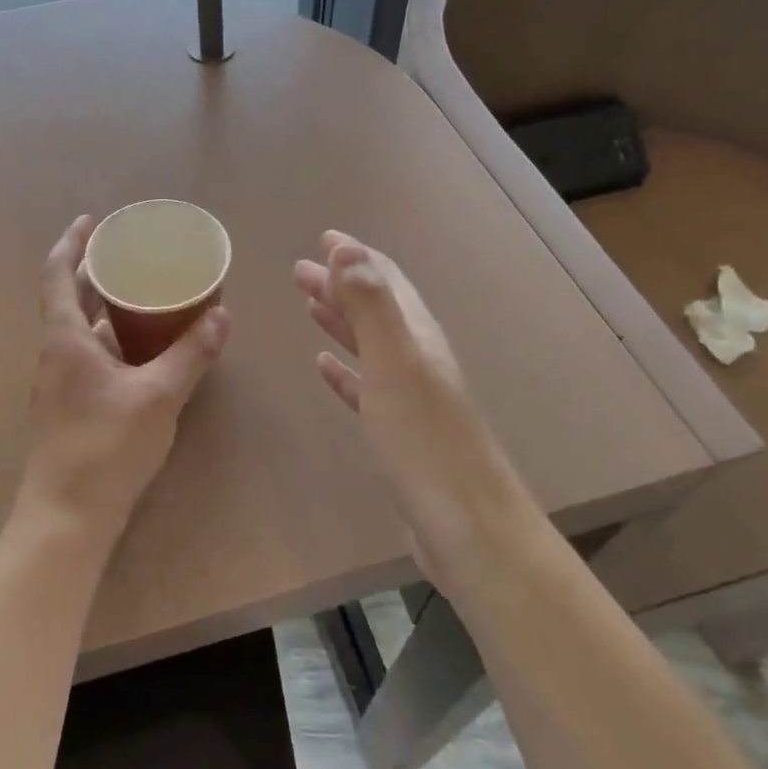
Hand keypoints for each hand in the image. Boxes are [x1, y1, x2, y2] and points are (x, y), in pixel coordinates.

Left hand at [20, 215, 230, 547]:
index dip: (71, 244)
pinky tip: (143, 354)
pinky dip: (113, 344)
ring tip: (144, 298)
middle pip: (71, 301)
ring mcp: (59, 384)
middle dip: (96, 274)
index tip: (90, 221)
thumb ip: (191, 355)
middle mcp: (55, 355)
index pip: (58, 276)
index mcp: (65, 340)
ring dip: (107, 311)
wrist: (66, 518)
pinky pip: (90, 359)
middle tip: (132, 257)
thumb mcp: (158, 396)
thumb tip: (221, 316)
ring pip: (82, 333)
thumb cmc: (105, 447)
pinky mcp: (69, 409)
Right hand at [295, 232, 522, 576]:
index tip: (323, 238)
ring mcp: (411, 398)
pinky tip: (325, 367)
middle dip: (341, 284)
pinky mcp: (400, 433)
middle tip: (300, 270)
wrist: (467, 530)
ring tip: (309, 304)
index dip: (356, 258)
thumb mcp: (395, 365)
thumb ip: (371, 306)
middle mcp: (419, 360)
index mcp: (419, 338)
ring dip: (341, 321)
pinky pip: (366, 386)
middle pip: (377, 310)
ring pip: (370, 345)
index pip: (386, 282)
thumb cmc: (426, 444)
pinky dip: (345, 370)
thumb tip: (346, 248)